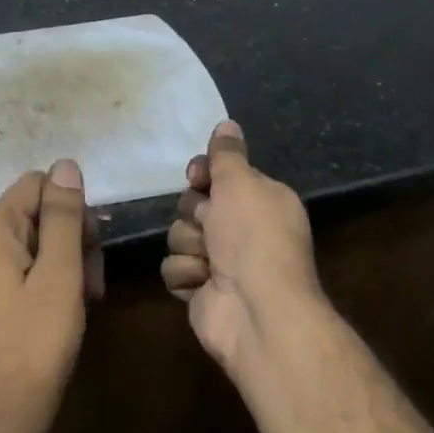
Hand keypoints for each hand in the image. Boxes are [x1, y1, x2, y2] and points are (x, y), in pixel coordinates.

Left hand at [0, 160, 103, 432]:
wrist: (2, 415)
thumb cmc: (36, 343)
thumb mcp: (60, 275)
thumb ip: (64, 217)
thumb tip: (65, 164)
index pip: (37, 184)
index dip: (71, 209)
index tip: (90, 249)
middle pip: (36, 212)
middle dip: (72, 238)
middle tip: (92, 282)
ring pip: (34, 241)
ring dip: (67, 262)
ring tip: (85, 299)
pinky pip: (22, 266)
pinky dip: (50, 279)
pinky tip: (67, 307)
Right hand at [162, 122, 324, 375]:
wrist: (255, 309)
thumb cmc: (253, 238)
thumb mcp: (242, 184)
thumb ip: (228, 154)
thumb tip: (227, 124)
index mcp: (260, 201)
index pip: (218, 176)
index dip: (202, 175)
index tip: (198, 178)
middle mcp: (241, 229)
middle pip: (193, 205)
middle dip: (195, 215)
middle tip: (210, 226)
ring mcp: (220, 262)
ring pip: (178, 236)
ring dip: (190, 247)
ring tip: (211, 262)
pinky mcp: (200, 289)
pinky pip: (173, 268)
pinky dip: (186, 275)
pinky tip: (204, 284)